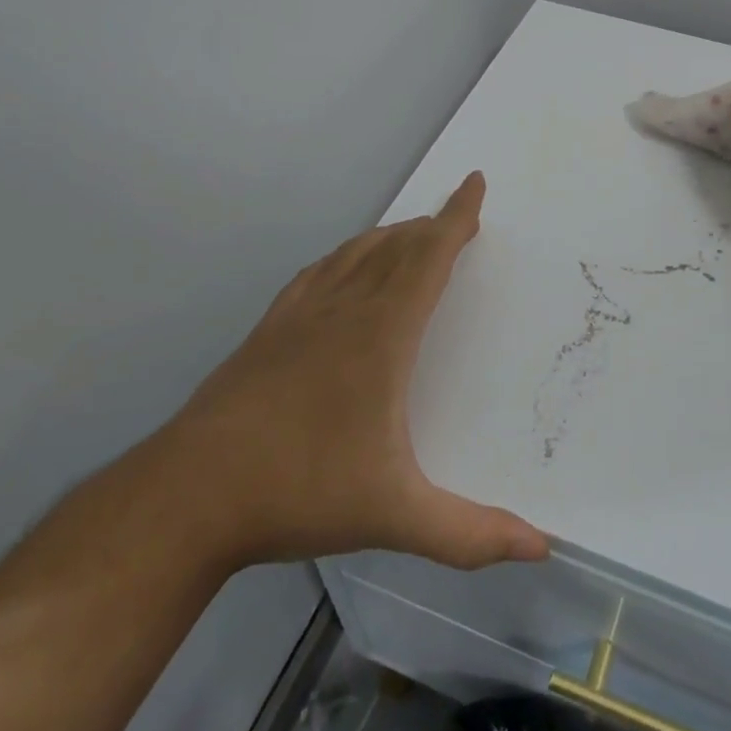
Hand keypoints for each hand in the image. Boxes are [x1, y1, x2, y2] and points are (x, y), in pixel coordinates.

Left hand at [153, 172, 548, 572]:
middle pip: (396, 247)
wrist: (190, 495)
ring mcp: (300, 316)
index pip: (428, 257)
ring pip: (356, 254)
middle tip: (455, 219)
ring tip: (412, 235)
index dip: (456, 217)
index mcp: (382, 334)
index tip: (474, 183)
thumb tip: (541, 547)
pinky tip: (343, 266)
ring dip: (391, 237)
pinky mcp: (268, 331)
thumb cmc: (301, 491)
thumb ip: (469, 534)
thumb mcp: (395, 517)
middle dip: (431, 227)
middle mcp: (344, 309)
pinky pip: (318, 273)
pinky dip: (345, 256)